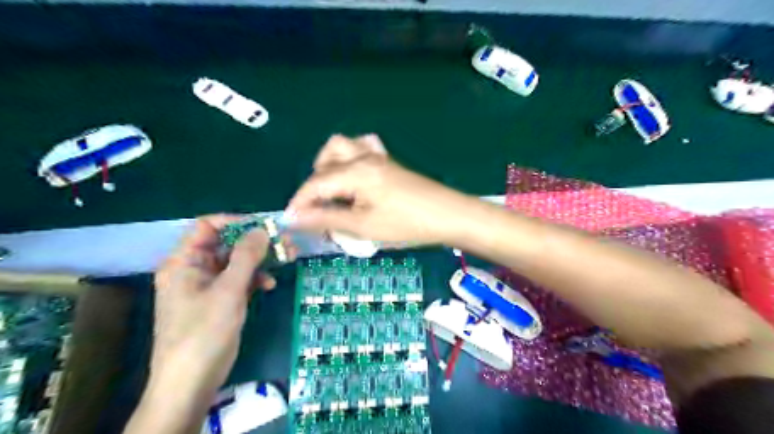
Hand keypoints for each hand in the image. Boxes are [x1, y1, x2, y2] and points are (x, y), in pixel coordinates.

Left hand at [150, 217, 283, 412]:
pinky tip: (270, 285)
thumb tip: (262, 229)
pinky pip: (240, 279)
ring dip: (262, 260)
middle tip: (286, 243)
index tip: (265, 226)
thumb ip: (246, 256)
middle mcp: (194, 268)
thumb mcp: (228, 290)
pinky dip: (256, 278)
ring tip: (288, 259)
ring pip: (238, 261)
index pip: (207, 226)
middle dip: (258, 242)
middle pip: (228, 243)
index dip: (236, 222)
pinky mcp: (220, 300)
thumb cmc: (204, 331)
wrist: (192, 381)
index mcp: (184, 261)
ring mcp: (208, 285)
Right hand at [287, 133, 468, 245]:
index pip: (316, 182)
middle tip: (318, 207)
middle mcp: (364, 157)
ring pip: (343, 147)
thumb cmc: (406, 224)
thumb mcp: (364, 226)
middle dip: (315, 182)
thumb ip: (327, 219)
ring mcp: (378, 156)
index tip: (291, 219)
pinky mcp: (389, 162)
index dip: (300, 201)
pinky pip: (362, 149)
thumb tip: (296, 218)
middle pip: (327, 157)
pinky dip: (350, 160)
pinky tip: (355, 179)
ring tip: (335, 192)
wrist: (448, 215)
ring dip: (331, 166)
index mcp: (356, 172)